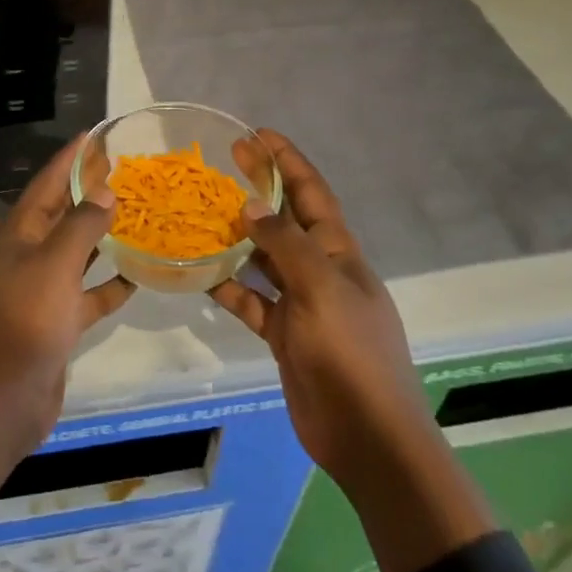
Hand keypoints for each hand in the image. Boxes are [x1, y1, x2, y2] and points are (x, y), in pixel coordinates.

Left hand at [0, 137, 133, 517]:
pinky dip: (109, 283)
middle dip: (90, 190)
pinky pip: (87, 293)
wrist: (1, 402)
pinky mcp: (57, 321)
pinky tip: (138, 273)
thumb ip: (82, 225)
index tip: (95, 135)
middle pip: (63, 213)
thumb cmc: (24, 323)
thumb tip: (105, 190)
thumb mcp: (54, 266)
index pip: (48, 183)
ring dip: (103, 233)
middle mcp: (29, 255)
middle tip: (126, 169)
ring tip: (138, 212)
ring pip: (77, 251)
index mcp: (19, 234)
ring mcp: (42, 290)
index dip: (70, 158)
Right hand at [211, 129, 491, 571]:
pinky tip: (203, 277)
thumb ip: (284, 245)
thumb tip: (249, 205)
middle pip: (285, 219)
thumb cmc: (350, 353)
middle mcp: (320, 270)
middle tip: (225, 161)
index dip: (288, 161)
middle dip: (259, 188)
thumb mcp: (320, 289)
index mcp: (338, 252)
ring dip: (238, 238)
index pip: (311, 193)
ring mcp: (302, 304)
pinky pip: (252, 302)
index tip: (258, 134)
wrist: (368, 437)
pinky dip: (230, 289)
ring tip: (202, 214)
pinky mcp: (284, 335)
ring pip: (264, 260)